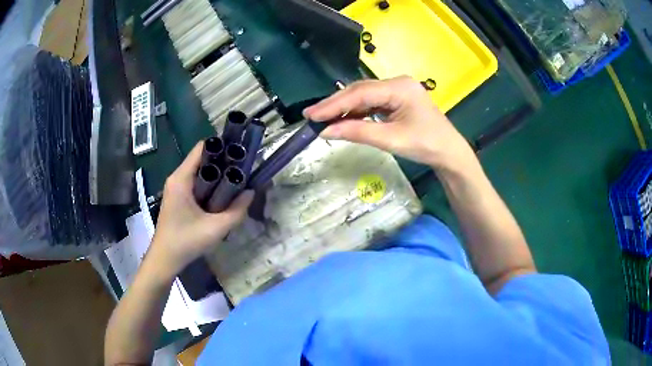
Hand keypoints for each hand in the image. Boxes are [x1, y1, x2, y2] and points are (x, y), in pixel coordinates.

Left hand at [148, 142, 253, 275]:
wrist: (165, 259)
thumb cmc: (186, 241)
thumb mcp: (216, 228)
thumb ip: (236, 211)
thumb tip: (251, 192)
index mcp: (181, 178)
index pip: (202, 148)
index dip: (222, 146)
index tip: (240, 153)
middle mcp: (177, 178)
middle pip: (202, 159)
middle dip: (223, 162)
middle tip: (242, 170)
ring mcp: (176, 188)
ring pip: (200, 172)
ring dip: (217, 175)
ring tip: (236, 182)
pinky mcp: (177, 198)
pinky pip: (196, 184)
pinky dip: (210, 186)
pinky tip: (221, 197)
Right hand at [303, 76, 473, 168]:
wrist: (449, 152)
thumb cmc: (425, 145)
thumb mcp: (390, 140)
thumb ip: (356, 132)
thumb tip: (325, 131)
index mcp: (399, 87)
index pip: (359, 93)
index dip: (333, 104)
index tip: (311, 115)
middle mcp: (397, 82)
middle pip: (359, 90)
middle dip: (335, 103)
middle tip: (311, 116)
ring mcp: (397, 89)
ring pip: (364, 95)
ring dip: (344, 107)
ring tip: (322, 118)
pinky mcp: (397, 98)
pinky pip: (372, 101)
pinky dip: (357, 110)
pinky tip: (344, 117)